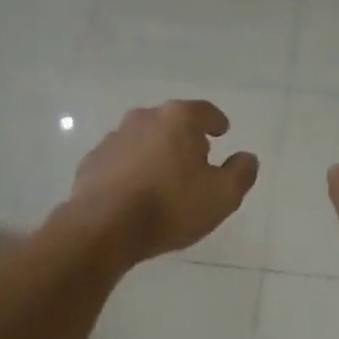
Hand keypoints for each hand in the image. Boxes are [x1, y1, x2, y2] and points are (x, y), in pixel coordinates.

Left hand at [64, 100, 258, 264]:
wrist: (104, 228)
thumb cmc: (170, 207)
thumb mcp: (222, 196)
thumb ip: (240, 173)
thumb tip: (246, 158)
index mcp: (178, 119)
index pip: (204, 111)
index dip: (216, 122)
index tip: (222, 131)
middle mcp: (143, 119)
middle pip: (171, 123)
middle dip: (184, 137)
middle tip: (195, 159)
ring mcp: (113, 139)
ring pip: (143, 140)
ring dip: (155, 153)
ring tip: (164, 180)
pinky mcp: (92, 162)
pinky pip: (121, 161)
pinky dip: (131, 170)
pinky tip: (136, 193)